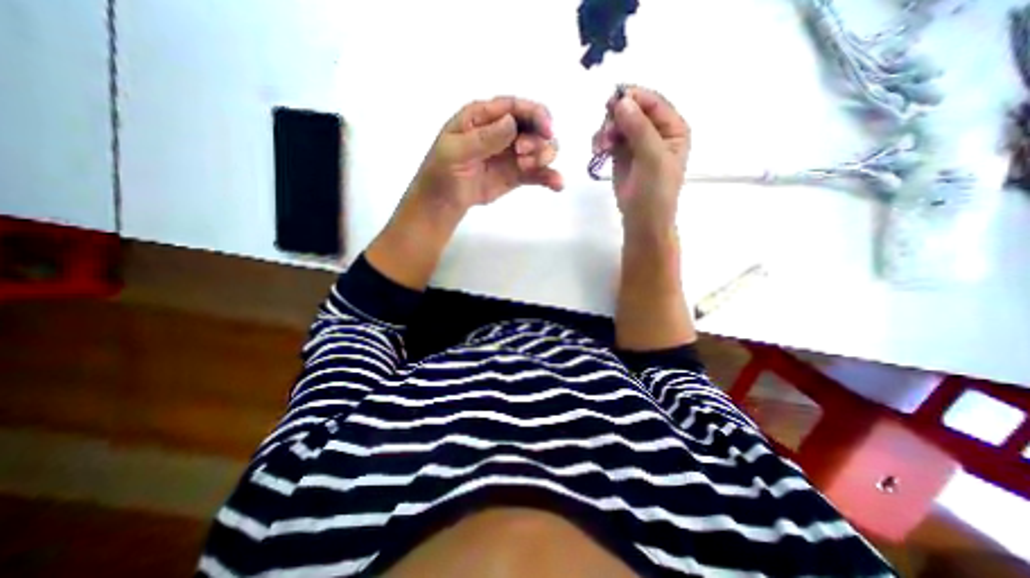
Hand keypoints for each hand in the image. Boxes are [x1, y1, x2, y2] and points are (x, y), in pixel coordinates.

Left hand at [407, 95, 562, 213]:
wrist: (444, 201)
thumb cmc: (442, 171)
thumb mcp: (455, 151)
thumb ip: (482, 138)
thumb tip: (511, 122)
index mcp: (485, 117)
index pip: (516, 107)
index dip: (536, 114)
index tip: (547, 130)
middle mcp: (503, 132)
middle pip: (534, 127)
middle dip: (537, 139)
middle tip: (523, 156)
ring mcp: (513, 155)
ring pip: (541, 149)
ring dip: (543, 157)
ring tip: (526, 168)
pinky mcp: (517, 175)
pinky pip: (538, 173)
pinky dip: (550, 178)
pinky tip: (557, 185)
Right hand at [592, 87, 686, 233]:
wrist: (642, 220)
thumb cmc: (655, 191)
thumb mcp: (652, 158)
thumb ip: (639, 128)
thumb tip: (621, 101)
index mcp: (673, 128)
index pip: (653, 102)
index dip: (633, 98)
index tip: (611, 102)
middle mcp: (655, 131)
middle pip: (632, 109)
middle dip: (615, 118)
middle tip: (605, 134)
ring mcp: (637, 143)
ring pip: (618, 123)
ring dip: (605, 130)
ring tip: (600, 147)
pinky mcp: (621, 154)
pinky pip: (609, 137)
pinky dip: (601, 140)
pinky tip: (598, 150)